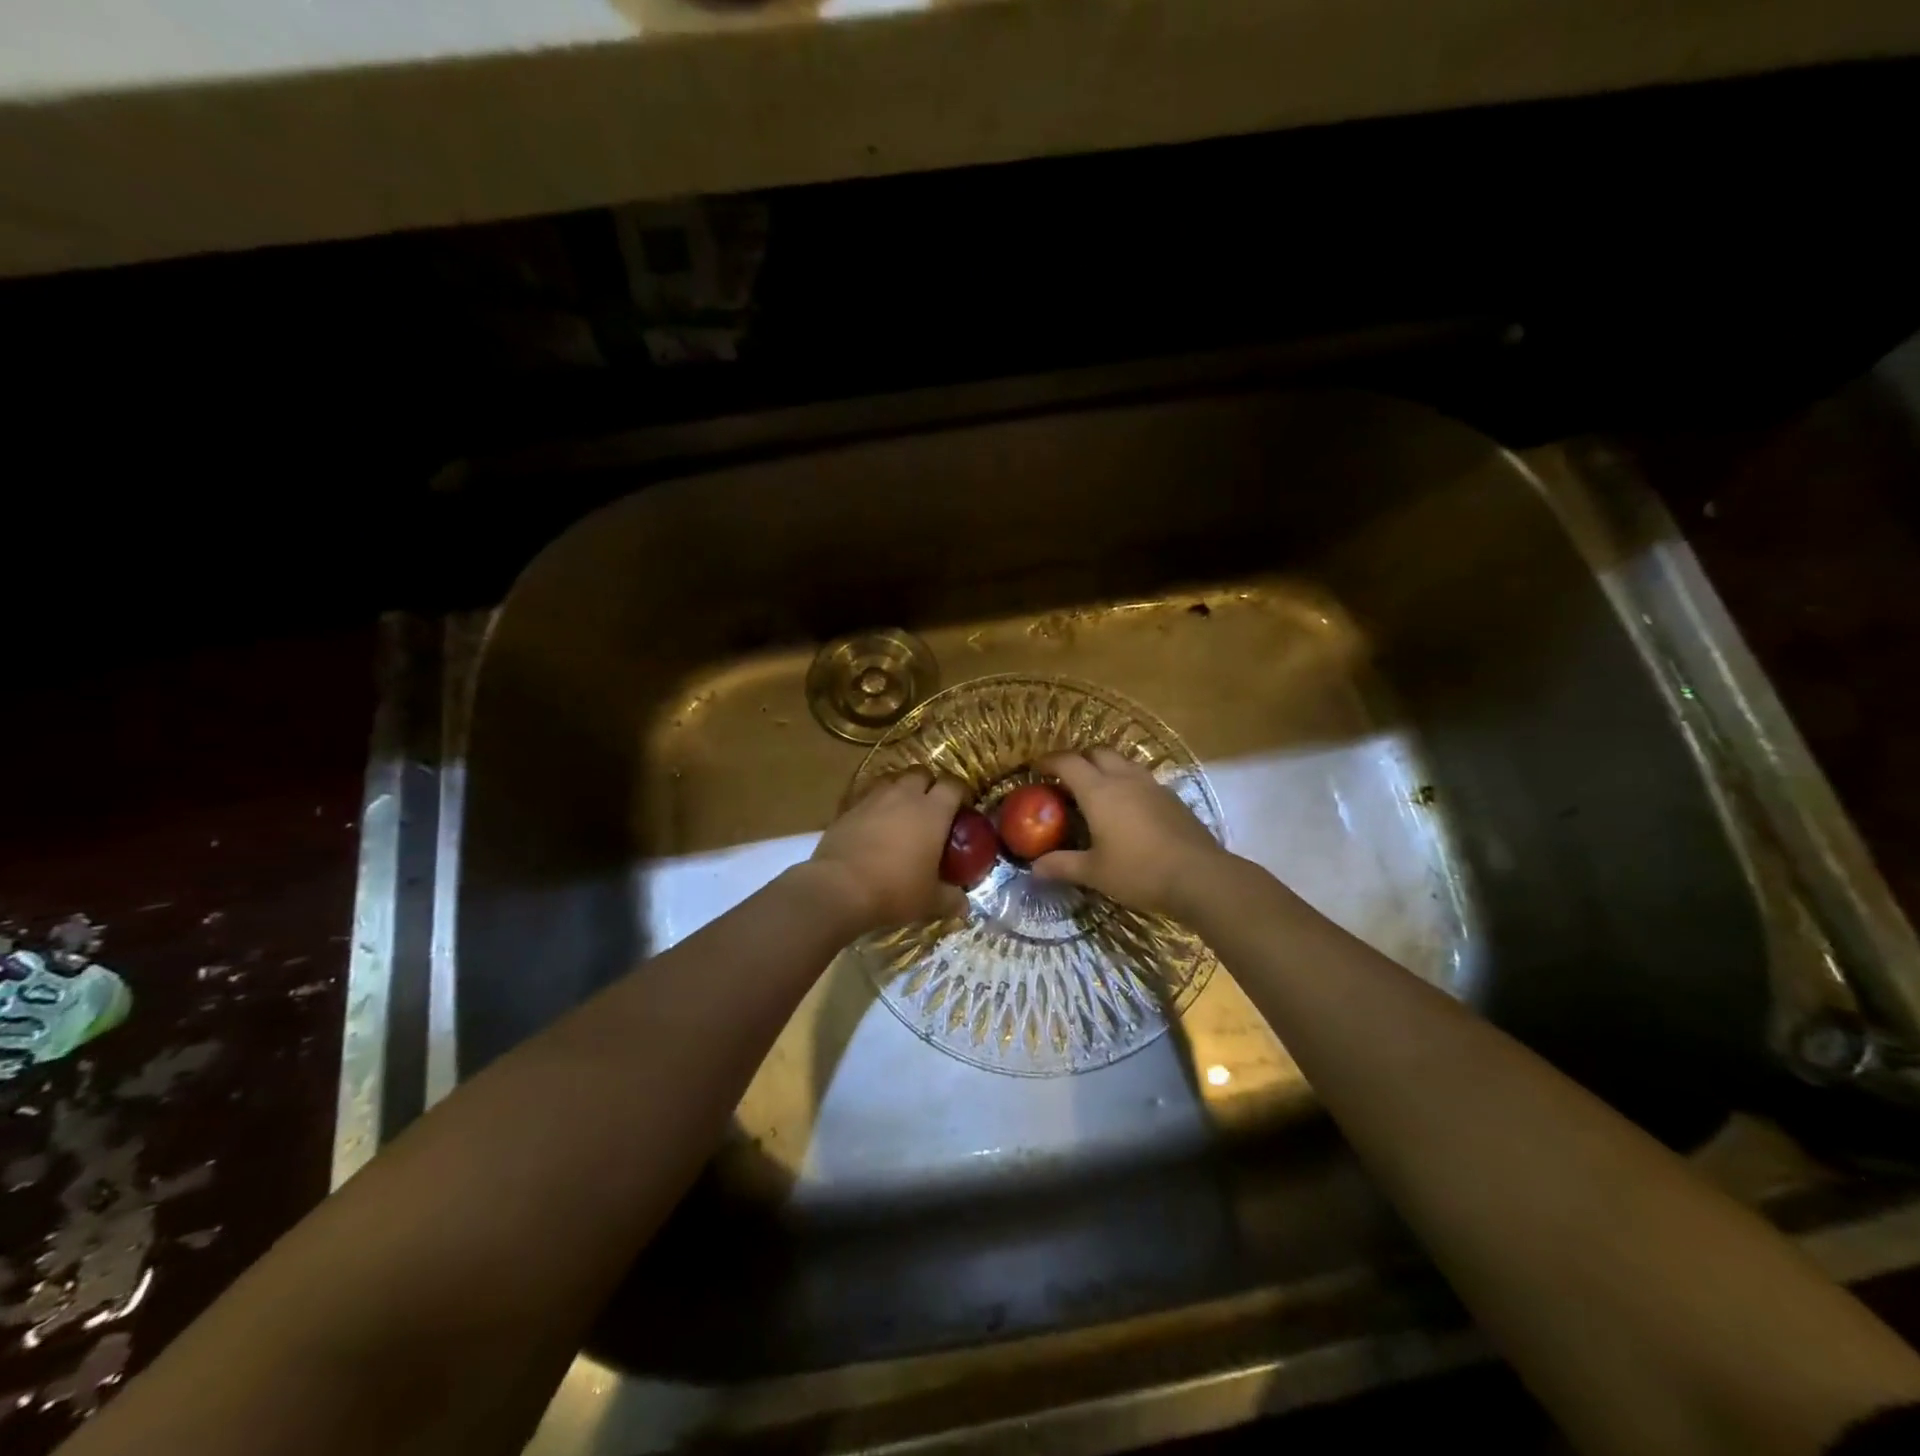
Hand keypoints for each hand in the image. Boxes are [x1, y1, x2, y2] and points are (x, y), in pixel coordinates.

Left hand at [805, 770, 970, 933]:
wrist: (840, 887)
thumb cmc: (895, 889)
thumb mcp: (930, 901)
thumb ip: (951, 899)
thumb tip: (964, 906)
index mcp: (933, 811)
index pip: (954, 785)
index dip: (960, 793)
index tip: (962, 808)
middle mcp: (904, 796)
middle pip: (922, 773)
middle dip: (928, 785)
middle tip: (931, 808)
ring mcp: (873, 798)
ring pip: (892, 780)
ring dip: (900, 790)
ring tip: (901, 812)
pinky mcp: (848, 808)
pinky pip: (868, 796)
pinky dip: (875, 805)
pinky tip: (873, 824)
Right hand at [1032, 747, 1227, 917]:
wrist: (1199, 876)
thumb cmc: (1139, 871)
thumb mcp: (1095, 872)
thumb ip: (1062, 865)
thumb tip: (1034, 869)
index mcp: (1099, 791)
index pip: (1068, 762)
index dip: (1049, 761)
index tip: (1036, 767)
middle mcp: (1124, 779)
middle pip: (1097, 752)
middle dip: (1078, 759)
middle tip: (1066, 778)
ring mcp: (1152, 785)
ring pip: (1123, 762)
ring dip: (1105, 768)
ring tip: (1097, 790)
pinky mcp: (1172, 797)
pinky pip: (1142, 779)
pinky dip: (1127, 783)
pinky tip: (1128, 808)